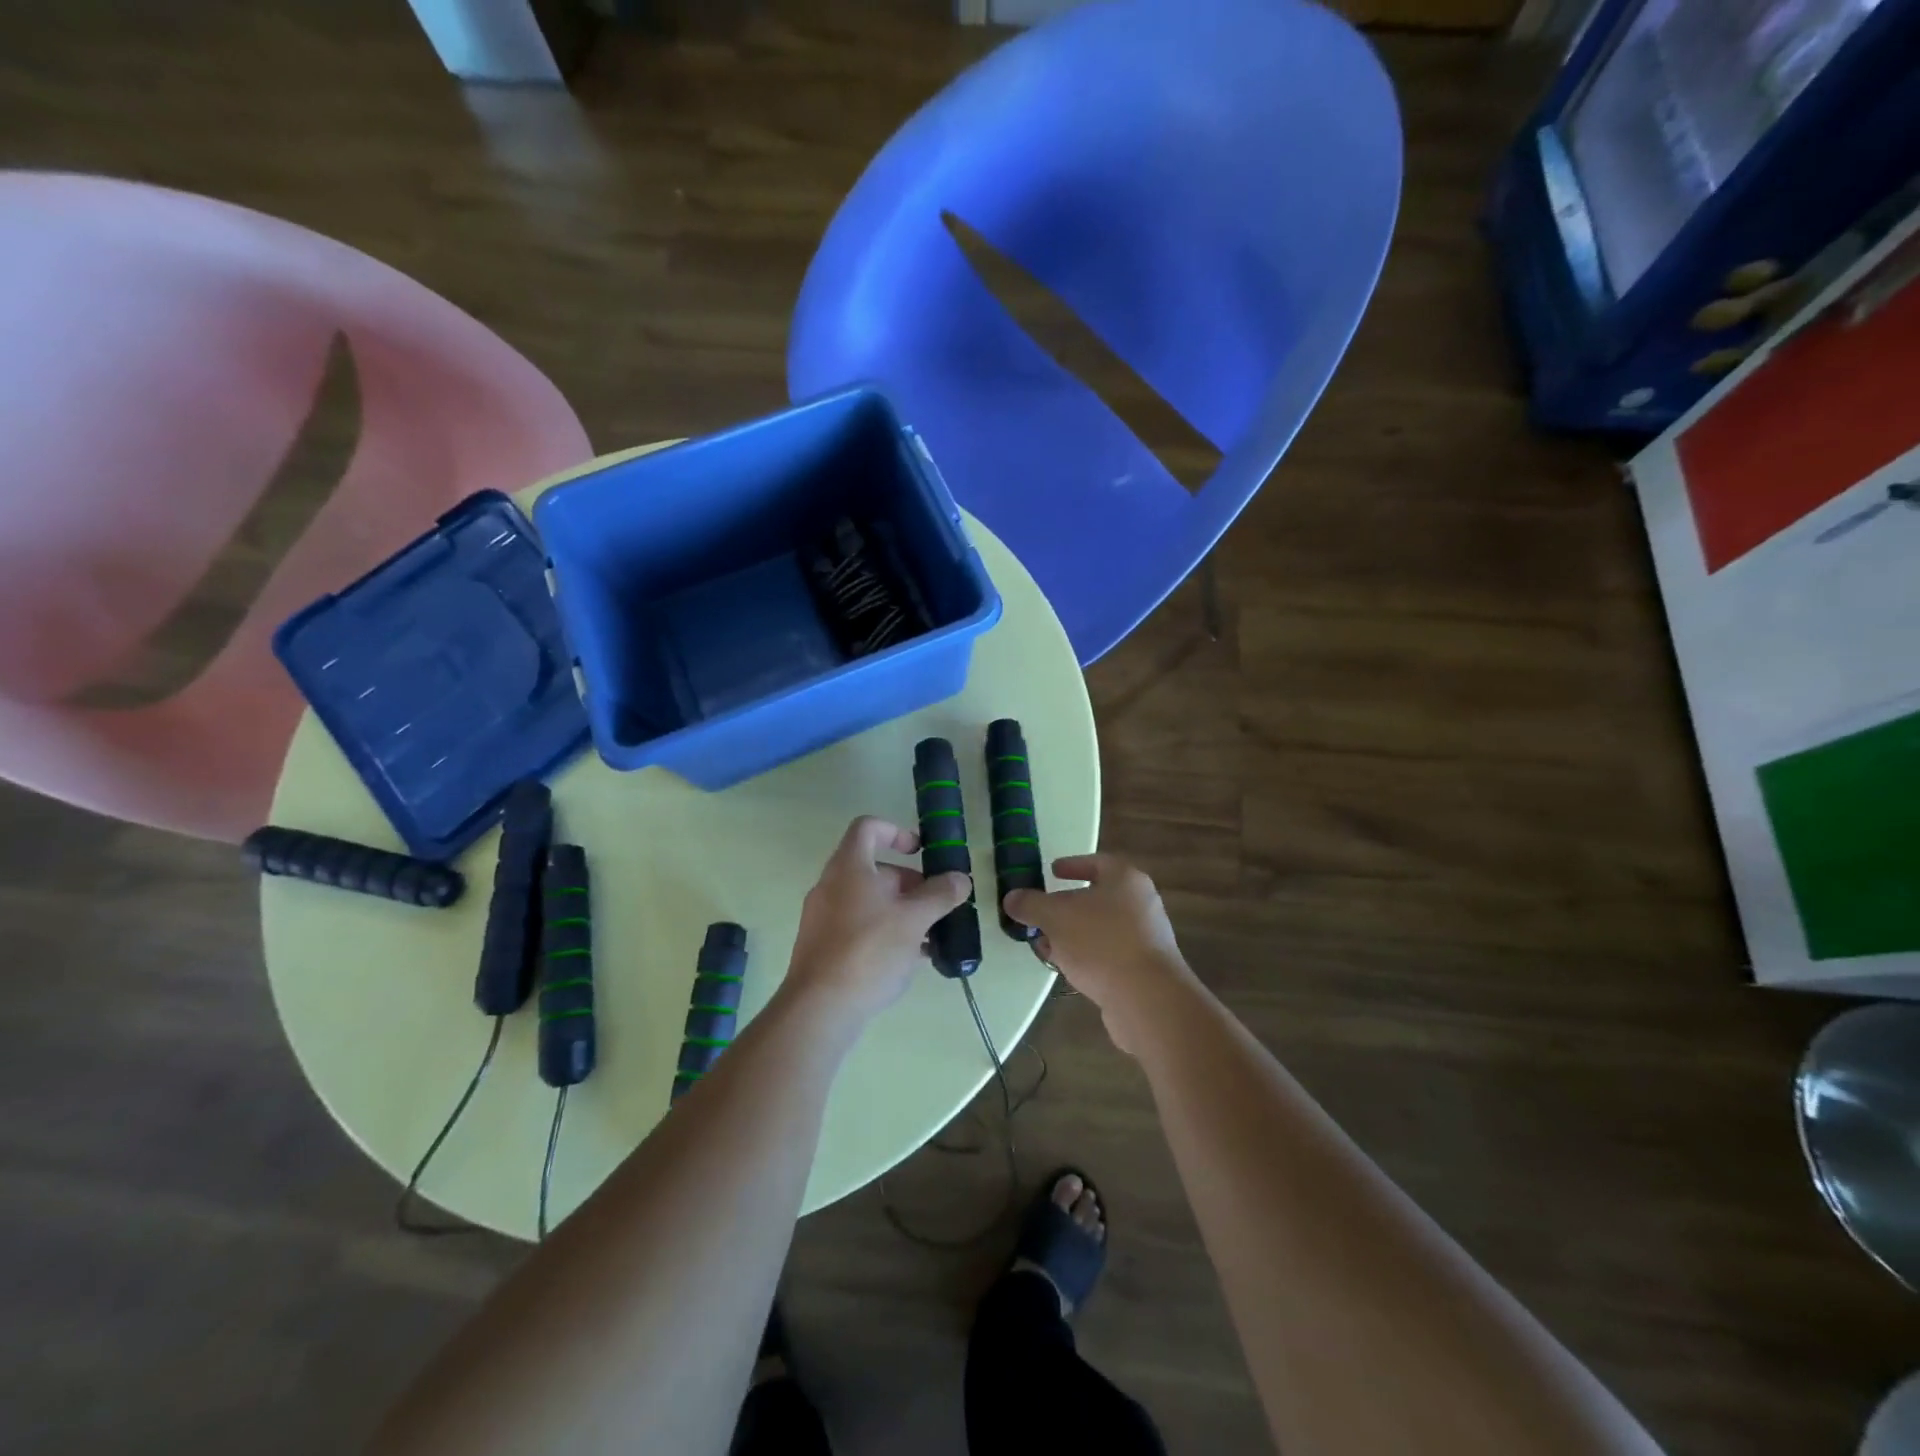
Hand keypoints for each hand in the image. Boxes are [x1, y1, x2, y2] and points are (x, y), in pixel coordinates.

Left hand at [783, 816, 971, 1024]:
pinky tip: (910, 959)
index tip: (921, 852)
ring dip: (902, 911)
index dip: (897, 831)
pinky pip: (859, 927)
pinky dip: (885, 933)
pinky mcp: (824, 947)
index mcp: (849, 867)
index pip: (868, 828)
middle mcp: (831, 885)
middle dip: (910, 883)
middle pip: (874, 869)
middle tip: (936, 905)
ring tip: (931, 936)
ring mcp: (824, 917)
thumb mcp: (914, 919)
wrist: (820, 1007)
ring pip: (869, 902)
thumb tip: (960, 879)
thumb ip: (940, 895)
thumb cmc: (868, 950)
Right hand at [1004, 855, 1194, 1053]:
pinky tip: (1067, 968)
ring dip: (1073, 934)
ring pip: (1101, 927)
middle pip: (1097, 897)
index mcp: (1125, 879)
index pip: (1096, 862)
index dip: (1072, 865)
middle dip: (1066, 906)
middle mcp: (1141, 902)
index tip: (1051, 872)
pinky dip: (1088, 955)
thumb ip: (1031, 904)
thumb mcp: (1055, 917)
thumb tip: (1012, 898)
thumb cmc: (1101, 942)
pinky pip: (1110, 952)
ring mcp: (1146, 937)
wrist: (1147, 998)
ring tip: (1046, 945)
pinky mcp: (1145, 968)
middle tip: (1041, 914)